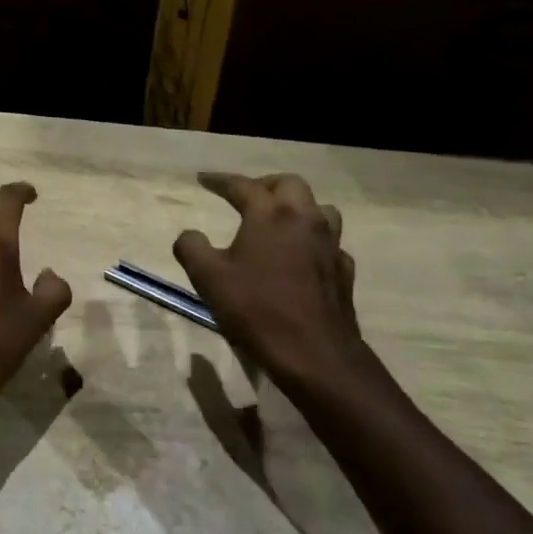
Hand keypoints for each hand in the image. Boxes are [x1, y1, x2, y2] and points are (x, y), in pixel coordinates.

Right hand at [173, 172, 369, 397]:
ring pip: (319, 209)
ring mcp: (330, 245)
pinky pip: (330, 243)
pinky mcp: (343, 271)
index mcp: (270, 215)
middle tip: (245, 196)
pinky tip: (301, 257)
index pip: (243, 185)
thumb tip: (189, 235)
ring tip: (278, 221)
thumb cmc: (256, 310)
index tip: (203, 179)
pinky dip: (313, 241)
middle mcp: (305, 220)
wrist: (314, 354)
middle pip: (289, 185)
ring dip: (297, 208)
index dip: (220, 180)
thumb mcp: (208, 278)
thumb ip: (192, 247)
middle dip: (265, 185)